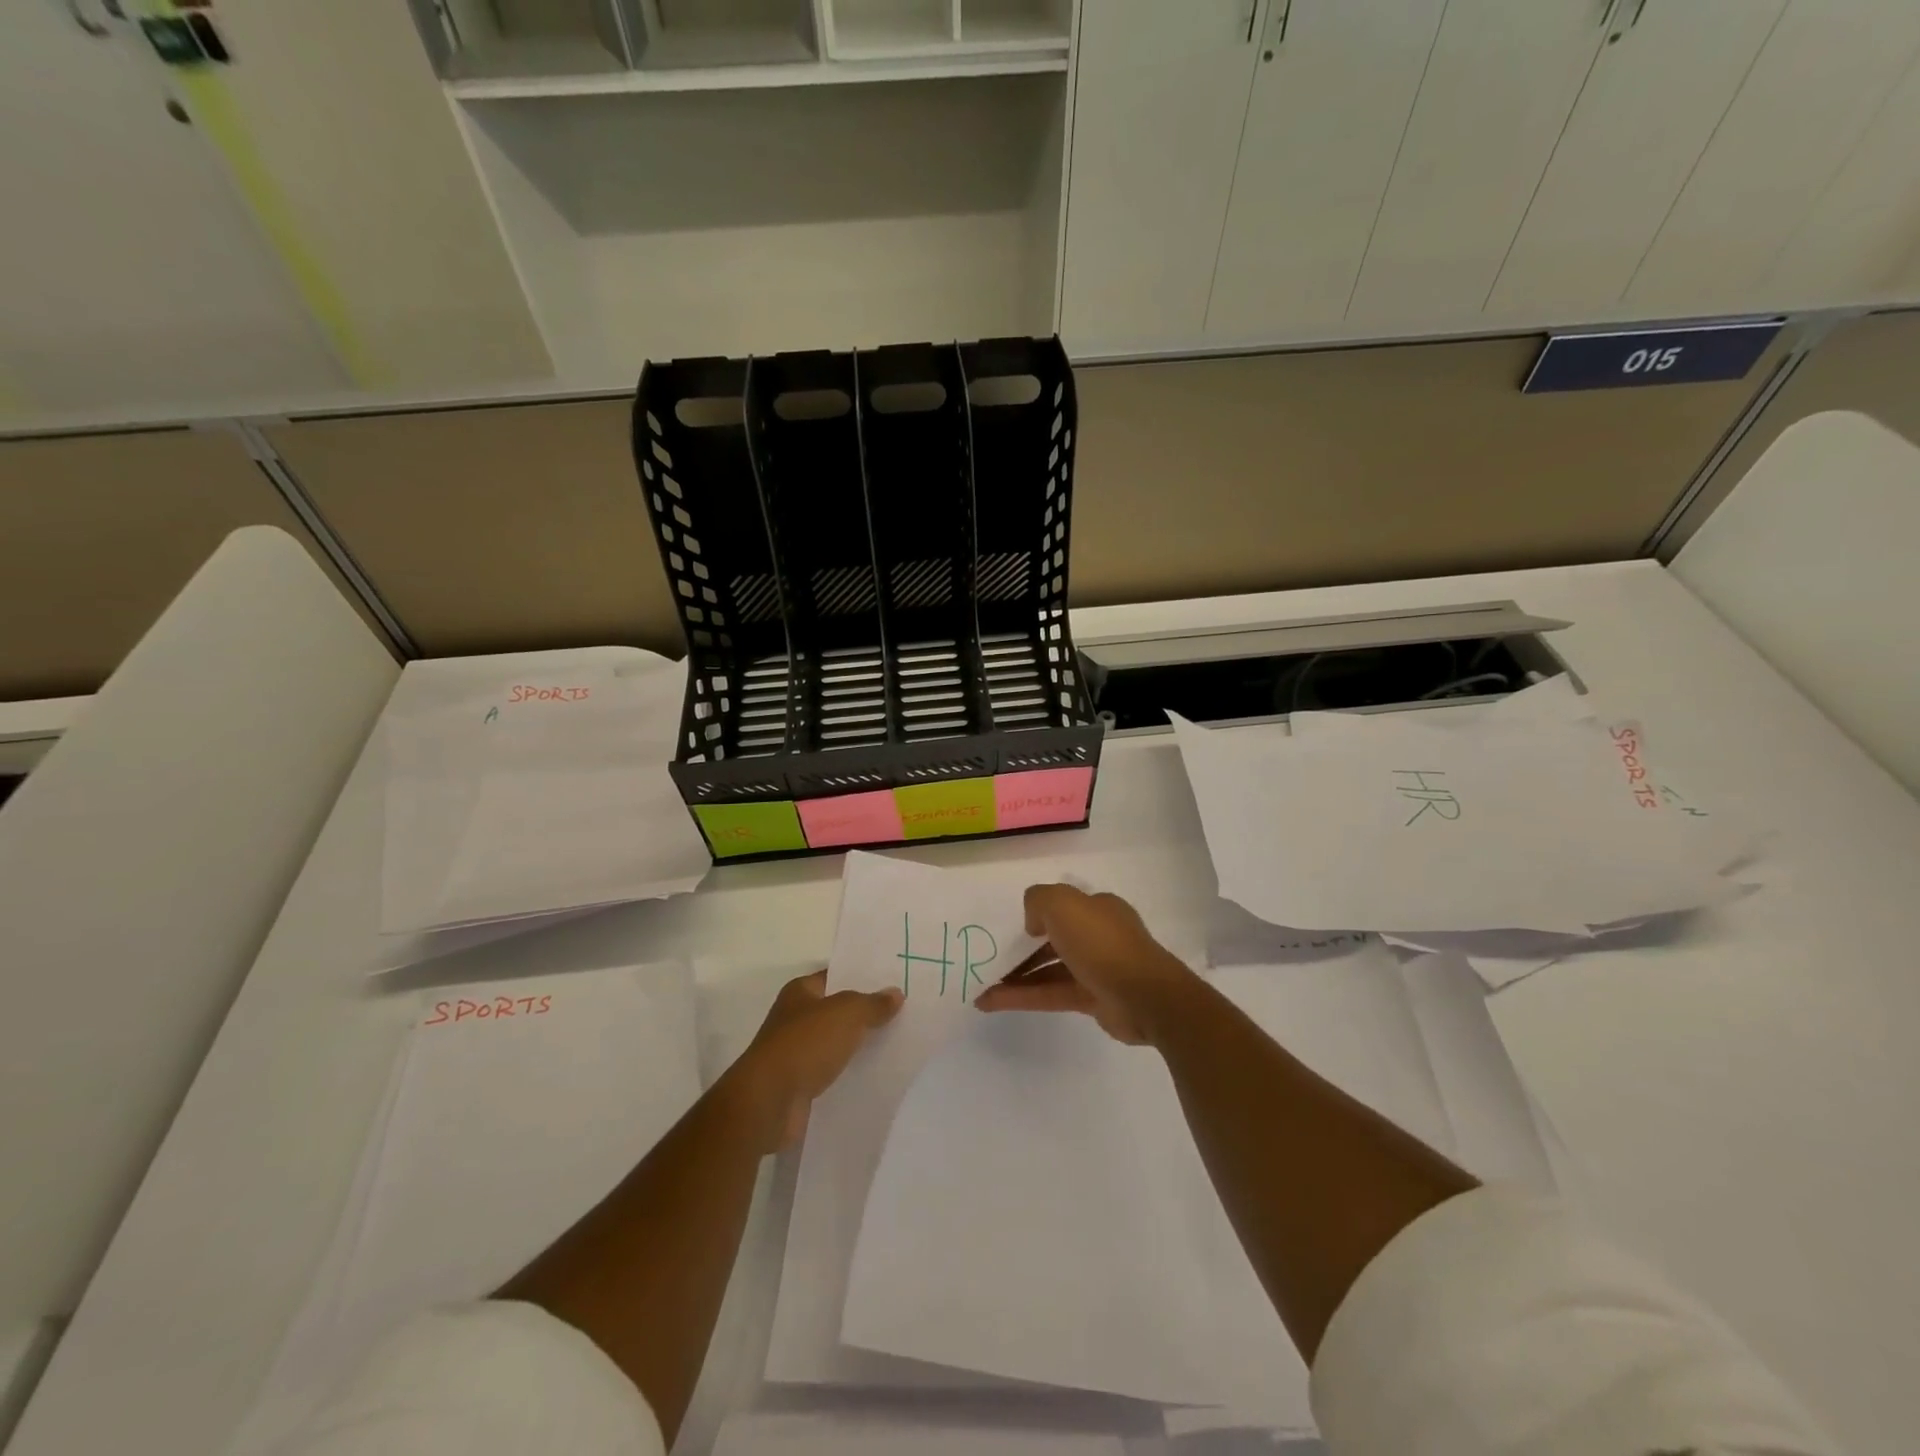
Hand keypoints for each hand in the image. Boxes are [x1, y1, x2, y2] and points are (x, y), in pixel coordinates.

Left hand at [728, 969, 902, 1151]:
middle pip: (837, 1011)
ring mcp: (796, 1053)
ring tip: (897, 1043)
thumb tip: (896, 993)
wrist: (769, 1102)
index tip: (893, 981)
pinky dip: (850, 1073)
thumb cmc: (805, 1044)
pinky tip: (877, 1075)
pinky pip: (832, 1073)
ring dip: (858, 1045)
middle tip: (903, 1012)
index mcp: (800, 992)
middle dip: (865, 1013)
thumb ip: (872, 1003)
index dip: (862, 977)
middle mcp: (795, 1019)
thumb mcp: (847, 1014)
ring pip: (836, 1043)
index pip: (835, 976)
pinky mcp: (800, 1085)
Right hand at [974, 884, 1195, 1044]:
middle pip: (1053, 939)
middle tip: (990, 957)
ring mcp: (1096, 969)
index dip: (1035, 914)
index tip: (1009, 927)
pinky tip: (991, 1002)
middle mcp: (1098, 935)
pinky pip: (1049, 994)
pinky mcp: (1091, 999)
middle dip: (1021, 948)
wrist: (1144, 996)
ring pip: (1048, 969)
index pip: (1062, 906)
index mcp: (1097, 908)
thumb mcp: (1063, 904)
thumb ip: (1039, 901)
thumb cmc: (1102, 942)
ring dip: (1015, 976)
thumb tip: (1033, 923)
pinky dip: (1021, 997)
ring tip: (981, 984)